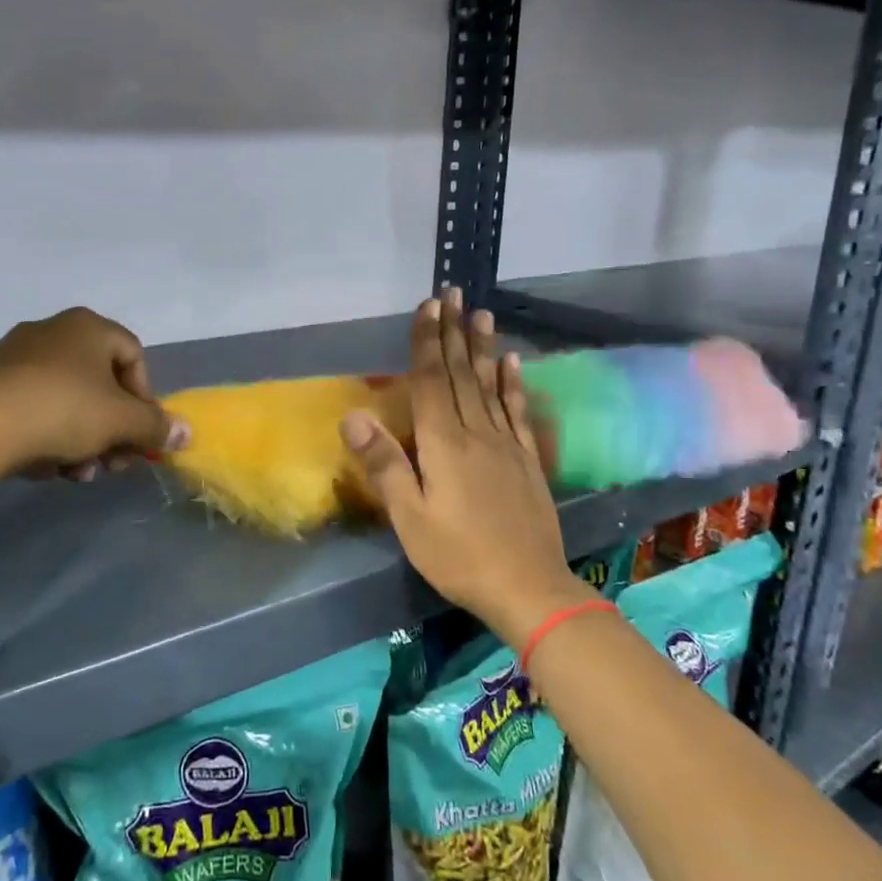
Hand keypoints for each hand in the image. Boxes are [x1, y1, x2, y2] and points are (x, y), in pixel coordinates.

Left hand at [0, 307, 189, 479]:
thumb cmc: (63, 410)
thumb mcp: (122, 422)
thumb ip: (157, 426)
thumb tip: (187, 434)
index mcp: (88, 326)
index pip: (135, 357)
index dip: (146, 399)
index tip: (139, 435)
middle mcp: (52, 331)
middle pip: (100, 383)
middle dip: (112, 429)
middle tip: (111, 463)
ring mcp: (15, 355)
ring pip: (67, 400)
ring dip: (82, 439)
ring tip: (75, 473)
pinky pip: (33, 407)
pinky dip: (47, 434)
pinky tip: (44, 465)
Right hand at [341, 290, 584, 646]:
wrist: (528, 587)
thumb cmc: (458, 555)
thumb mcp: (410, 517)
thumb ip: (385, 465)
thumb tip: (353, 416)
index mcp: (443, 444)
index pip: (431, 381)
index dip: (427, 341)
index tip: (427, 306)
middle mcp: (476, 433)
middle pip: (461, 374)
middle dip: (453, 332)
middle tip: (452, 293)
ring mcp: (506, 444)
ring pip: (490, 385)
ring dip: (483, 347)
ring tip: (482, 313)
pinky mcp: (526, 460)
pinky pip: (517, 412)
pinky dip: (513, 384)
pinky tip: (513, 363)